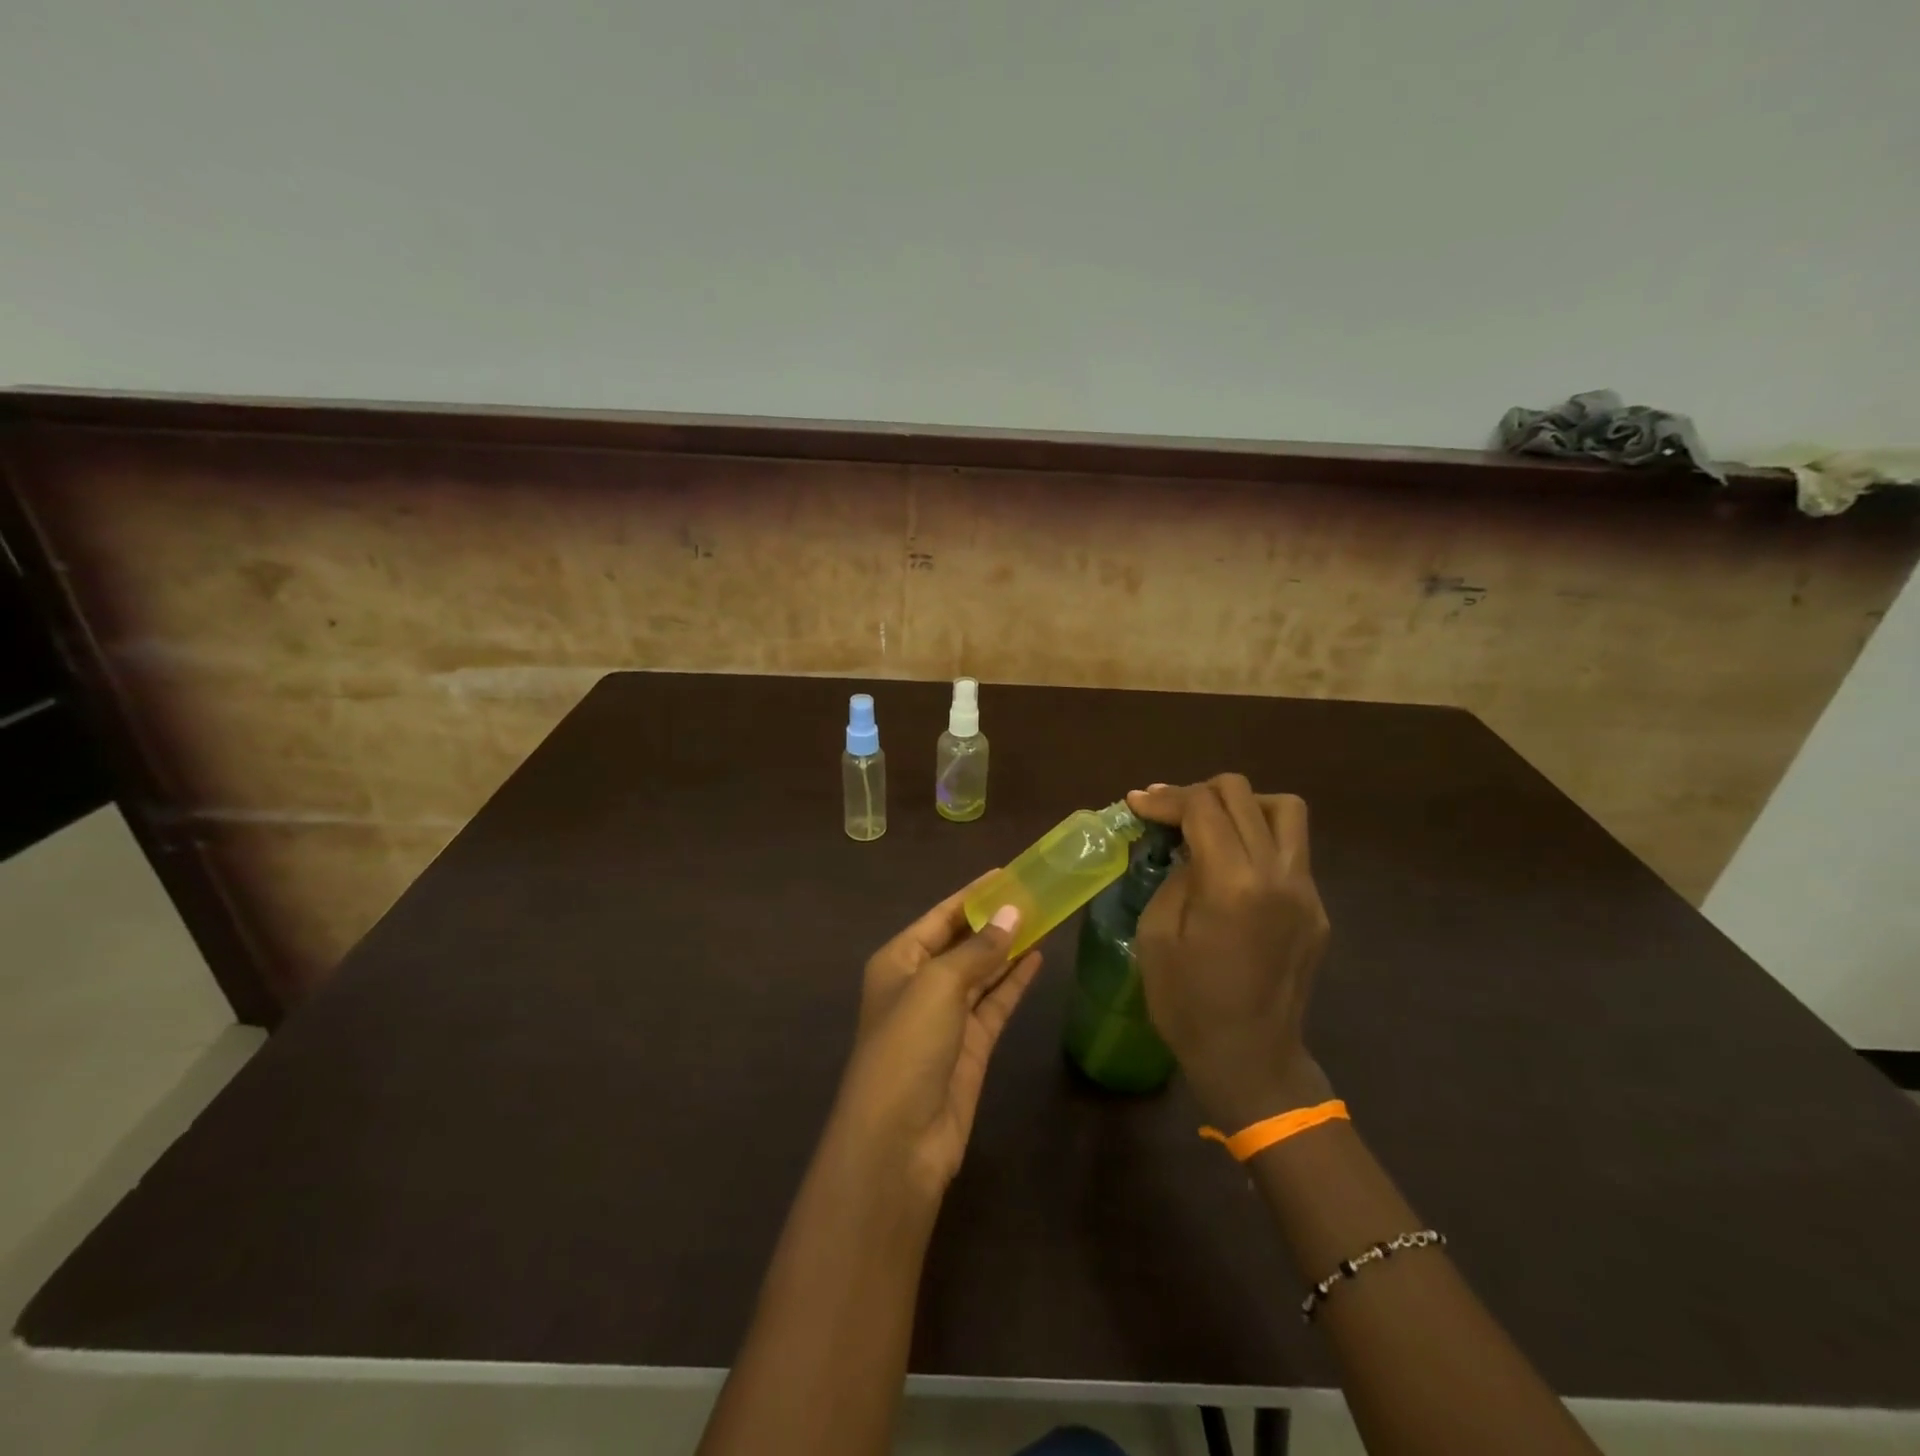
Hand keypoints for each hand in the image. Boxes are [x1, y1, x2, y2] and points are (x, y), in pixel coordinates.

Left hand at [829, 878, 1044, 1202]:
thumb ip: (979, 950)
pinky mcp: (971, 1047)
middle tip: (1035, 893)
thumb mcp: (938, 985)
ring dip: (1009, 948)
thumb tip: (1013, 914)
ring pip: (982, 972)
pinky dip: (1014, 981)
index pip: (940, 917)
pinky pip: (995, 1003)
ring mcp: (946, 1018)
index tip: (1006, 873)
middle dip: (995, 920)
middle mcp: (920, 984)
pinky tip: (1038, 958)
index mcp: (898, 961)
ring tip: (1044, 918)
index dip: (972, 895)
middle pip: (962, 942)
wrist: (899, 1140)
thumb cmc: (907, 1046)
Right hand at [1126, 776, 1331, 1127]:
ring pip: (1283, 810)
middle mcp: (1278, 874)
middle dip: (1197, 794)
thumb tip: (1185, 847)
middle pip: (1242, 795)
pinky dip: (1259, 837)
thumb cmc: (1188, 1004)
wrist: (1250, 1060)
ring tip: (1210, 826)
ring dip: (1241, 805)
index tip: (1136, 804)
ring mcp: (1306, 890)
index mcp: (1233, 883)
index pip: (1202, 807)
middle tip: (1167, 815)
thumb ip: (1174, 876)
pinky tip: (1232, 865)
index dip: (1165, 798)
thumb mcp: (1156, 934)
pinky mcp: (1316, 908)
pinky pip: (1292, 849)